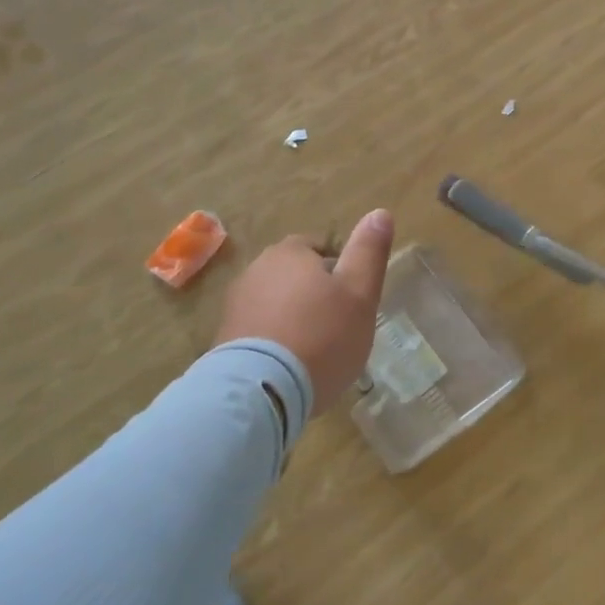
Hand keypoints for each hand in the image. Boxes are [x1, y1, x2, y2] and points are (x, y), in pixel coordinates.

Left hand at [214, 209, 393, 411]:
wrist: (261, 391)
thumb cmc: (322, 336)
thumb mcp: (360, 293)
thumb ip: (370, 252)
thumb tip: (380, 213)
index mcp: (290, 252)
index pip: (319, 247)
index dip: (340, 271)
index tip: (353, 301)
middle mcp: (256, 270)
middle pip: (295, 275)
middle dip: (315, 295)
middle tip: (339, 327)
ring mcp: (235, 306)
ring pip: (276, 304)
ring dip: (294, 319)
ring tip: (315, 352)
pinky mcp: (224, 340)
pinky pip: (259, 332)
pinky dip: (275, 342)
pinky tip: (290, 367)